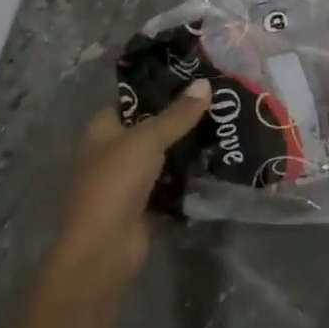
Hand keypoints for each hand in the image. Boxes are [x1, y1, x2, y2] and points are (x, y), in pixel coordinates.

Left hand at [44, 80, 209, 297]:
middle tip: (220, 102)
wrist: (104, 248)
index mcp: (103, 128)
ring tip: (225, 126)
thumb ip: (178, 114)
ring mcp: (129, 178)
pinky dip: (189, 175)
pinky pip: (172, 181)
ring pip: (165, 154)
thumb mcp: (148, 139)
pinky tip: (218, 160)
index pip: (135, 99)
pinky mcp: (146, 202)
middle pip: (153, 126)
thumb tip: (205, 83)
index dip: (162, 88)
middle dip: (183, 118)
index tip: (197, 79)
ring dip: (189, 147)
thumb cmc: (116, 182)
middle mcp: (114, 150)